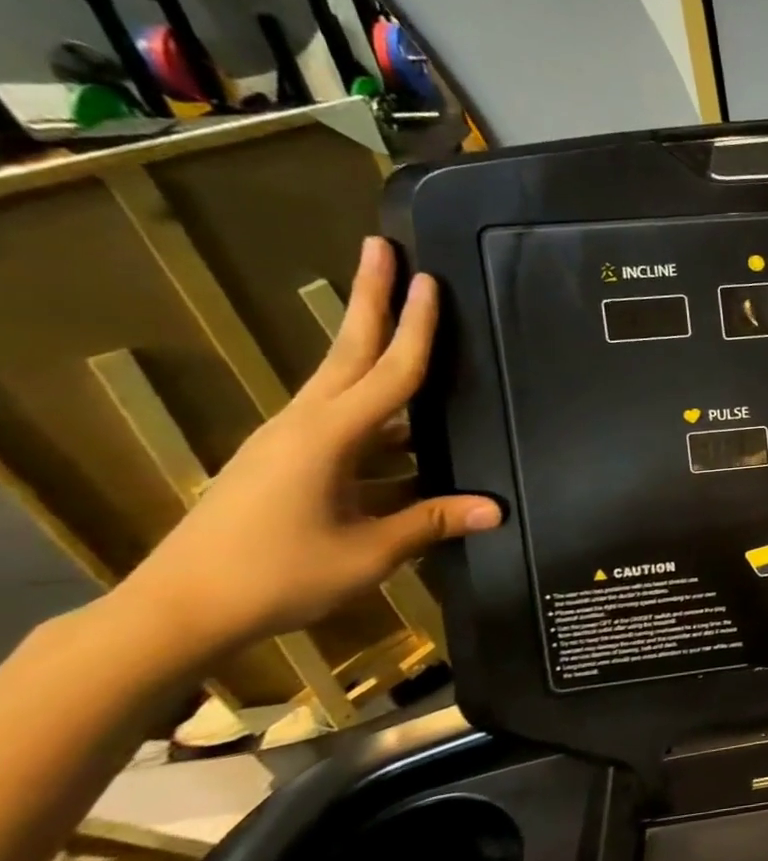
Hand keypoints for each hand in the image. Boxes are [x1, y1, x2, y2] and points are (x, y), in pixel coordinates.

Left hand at [116, 238, 499, 659]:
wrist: (176, 612)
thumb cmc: (277, 576)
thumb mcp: (369, 553)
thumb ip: (433, 522)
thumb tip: (497, 508)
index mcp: (328, 437)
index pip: (389, 371)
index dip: (416, 327)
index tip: (429, 279)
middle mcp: (305, 425)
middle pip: (348, 352)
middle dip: (369, 299)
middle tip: (382, 248)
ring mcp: (289, 444)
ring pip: (343, 383)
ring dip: (372, 349)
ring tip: (406, 325)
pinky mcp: (284, 465)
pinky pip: (342, 423)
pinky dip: (377, 412)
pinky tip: (407, 430)